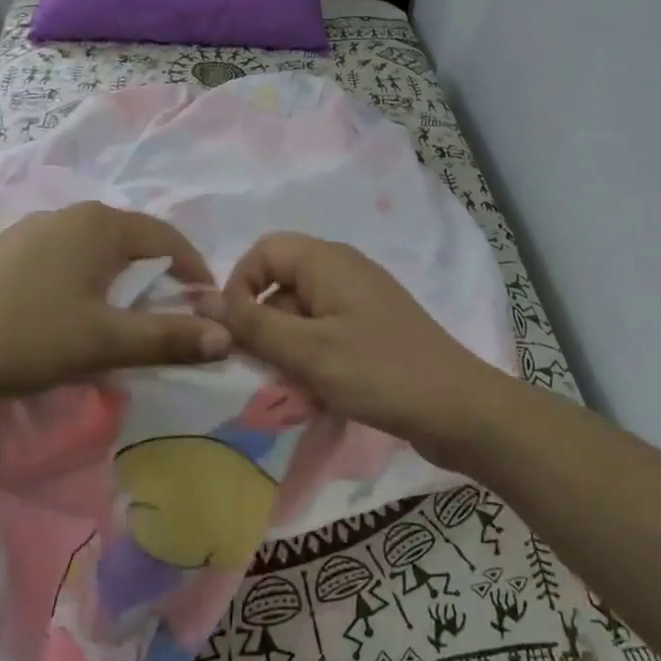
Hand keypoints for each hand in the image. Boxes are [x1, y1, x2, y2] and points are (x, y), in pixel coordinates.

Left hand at [0, 201, 231, 407]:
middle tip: (170, 314)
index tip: (206, 307)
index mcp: (101, 225)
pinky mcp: (7, 251)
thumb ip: (169, 337)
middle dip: (159, 275)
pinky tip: (72, 311)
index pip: (168, 239)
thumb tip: (227, 337)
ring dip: (122, 278)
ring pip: (98, 249)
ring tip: (125, 316)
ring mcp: (33, 229)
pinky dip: (87, 279)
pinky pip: (66, 257)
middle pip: (133, 240)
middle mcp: (70, 215)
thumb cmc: (28, 337)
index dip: (194, 271)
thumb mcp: (106, 341)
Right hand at [203, 232, 512, 466]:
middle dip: (263, 324)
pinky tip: (318, 393)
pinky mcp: (372, 331)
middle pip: (281, 283)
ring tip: (293, 387)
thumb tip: (201, 299)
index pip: (263, 251)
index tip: (235, 331)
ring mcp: (360, 302)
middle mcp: (343, 271)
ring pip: (301, 314)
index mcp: (328, 261)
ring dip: (286, 348)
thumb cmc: (379, 372)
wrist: (459, 410)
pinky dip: (312, 358)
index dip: (239, 285)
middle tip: (263, 369)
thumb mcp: (307, 350)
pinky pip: (325, 334)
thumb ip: (252, 324)